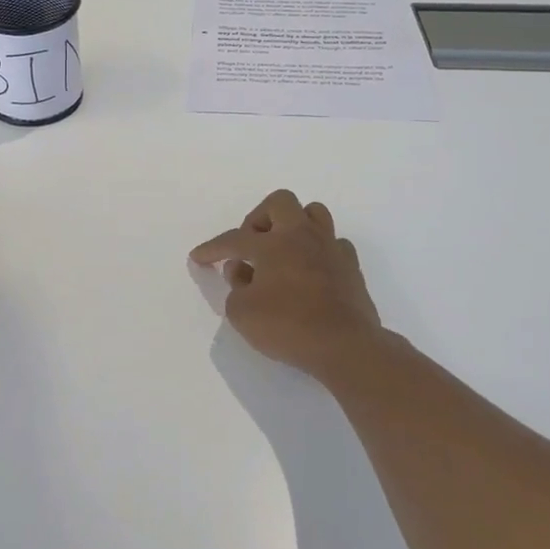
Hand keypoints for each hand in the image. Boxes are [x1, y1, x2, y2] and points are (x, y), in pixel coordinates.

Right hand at [190, 190, 384, 379]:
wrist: (346, 346)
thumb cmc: (288, 327)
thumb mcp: (242, 313)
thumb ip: (235, 287)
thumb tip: (242, 272)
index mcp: (272, 244)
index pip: (234, 239)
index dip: (212, 248)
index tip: (198, 257)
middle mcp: (302, 237)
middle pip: (280, 202)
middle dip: (259, 218)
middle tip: (250, 244)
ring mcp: (330, 248)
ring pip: (313, 213)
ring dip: (294, 225)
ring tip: (282, 250)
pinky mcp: (351, 267)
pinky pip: (333, 244)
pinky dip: (319, 251)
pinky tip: (310, 270)